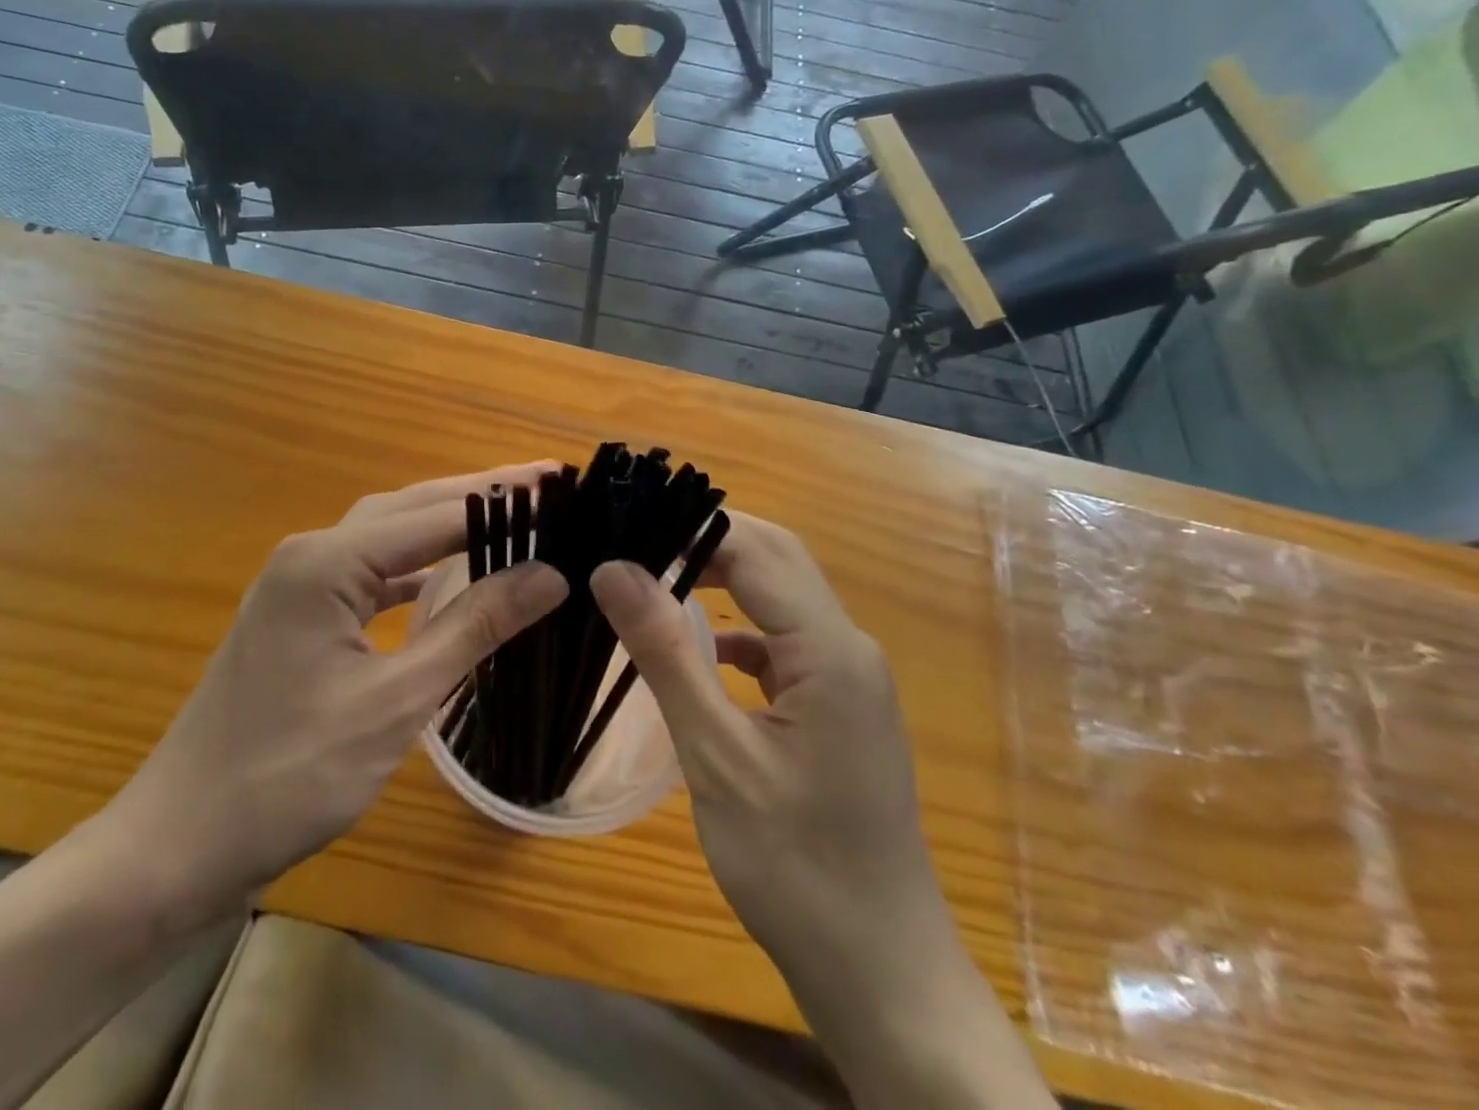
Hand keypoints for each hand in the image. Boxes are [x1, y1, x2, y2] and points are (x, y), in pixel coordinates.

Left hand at [100, 464, 568, 927]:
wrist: (178, 843)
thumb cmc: (288, 775)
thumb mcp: (395, 701)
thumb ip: (472, 628)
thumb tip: (549, 574)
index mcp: (326, 561)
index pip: (434, 514)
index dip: (502, 498)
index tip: (561, 485)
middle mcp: (310, 554)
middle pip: (408, 509)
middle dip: (477, 495)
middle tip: (545, 486)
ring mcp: (297, 583)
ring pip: (387, 536)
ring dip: (445, 526)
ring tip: (510, 519)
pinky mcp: (297, 615)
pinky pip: (368, 572)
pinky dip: (414, 567)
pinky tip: (447, 577)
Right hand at [592, 516, 1053, 1109]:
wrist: (881, 971)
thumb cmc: (795, 866)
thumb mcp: (717, 756)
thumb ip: (667, 653)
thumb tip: (614, 569)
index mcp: (829, 650)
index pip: (755, 550)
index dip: (689, 527)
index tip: (625, 524)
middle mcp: (849, 647)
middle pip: (778, 558)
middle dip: (708, 538)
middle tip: (636, 540)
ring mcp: (850, 677)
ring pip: (783, 595)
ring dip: (725, 577)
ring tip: (656, 576)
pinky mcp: (840, 706)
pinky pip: (787, 640)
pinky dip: (742, 628)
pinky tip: (704, 653)